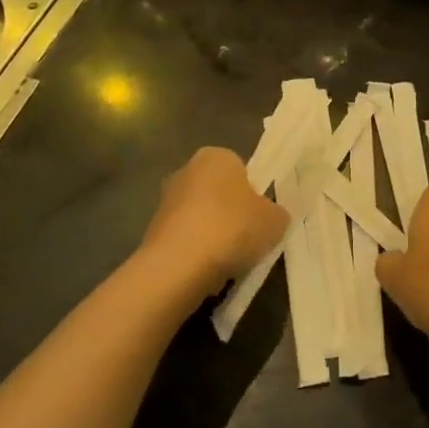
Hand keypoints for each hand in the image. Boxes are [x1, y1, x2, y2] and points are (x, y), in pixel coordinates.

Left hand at [139, 147, 287, 301]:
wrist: (178, 266)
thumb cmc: (231, 228)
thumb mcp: (274, 221)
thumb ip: (277, 214)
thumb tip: (273, 217)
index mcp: (216, 156)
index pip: (241, 170)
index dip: (253, 195)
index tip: (260, 218)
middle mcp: (187, 170)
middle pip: (218, 193)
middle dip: (231, 214)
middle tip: (247, 240)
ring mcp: (165, 201)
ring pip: (201, 217)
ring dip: (212, 235)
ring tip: (228, 261)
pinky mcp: (151, 232)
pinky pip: (185, 240)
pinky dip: (195, 253)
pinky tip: (206, 272)